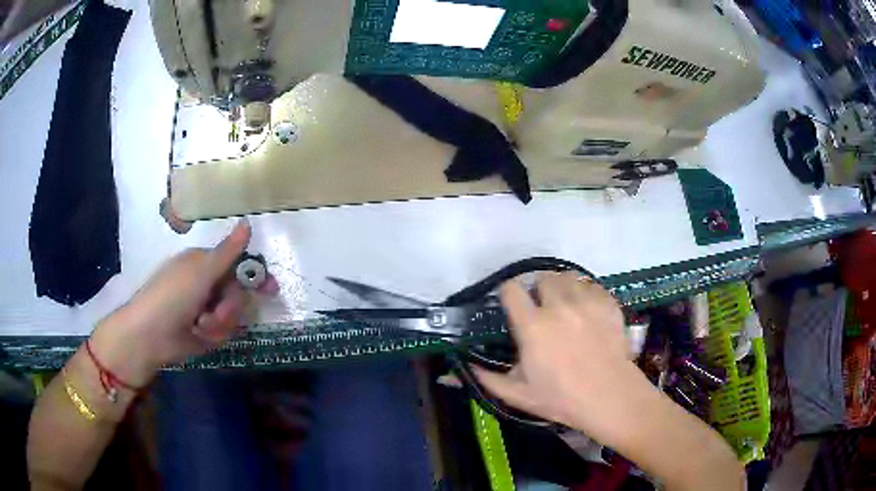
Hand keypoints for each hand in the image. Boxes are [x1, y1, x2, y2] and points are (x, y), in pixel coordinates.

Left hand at [90, 219, 276, 384]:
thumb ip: (228, 252)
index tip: (270, 289)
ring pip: (232, 315)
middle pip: (237, 294)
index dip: (254, 276)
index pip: (237, 265)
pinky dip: (213, 334)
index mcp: (204, 264)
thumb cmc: (173, 295)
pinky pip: (223, 332)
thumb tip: (248, 223)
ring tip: (201, 326)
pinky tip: (198, 334)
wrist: (151, 334)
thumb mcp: (201, 271)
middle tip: (216, 313)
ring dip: (220, 322)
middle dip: (230, 306)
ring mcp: (205, 308)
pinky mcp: (203, 331)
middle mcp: (206, 284)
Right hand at [473, 272, 653, 445]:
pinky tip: (588, 311)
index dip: (508, 294)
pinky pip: (593, 286)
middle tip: (542, 310)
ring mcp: (587, 302)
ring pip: (569, 277)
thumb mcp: (519, 395)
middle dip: (538, 291)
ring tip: (566, 306)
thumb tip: (463, 368)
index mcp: (533, 326)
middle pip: (543, 278)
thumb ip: (488, 379)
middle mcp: (559, 306)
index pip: (512, 289)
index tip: (512, 305)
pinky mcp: (609, 304)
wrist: (610, 398)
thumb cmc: (562, 399)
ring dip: (563, 288)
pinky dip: (587, 293)